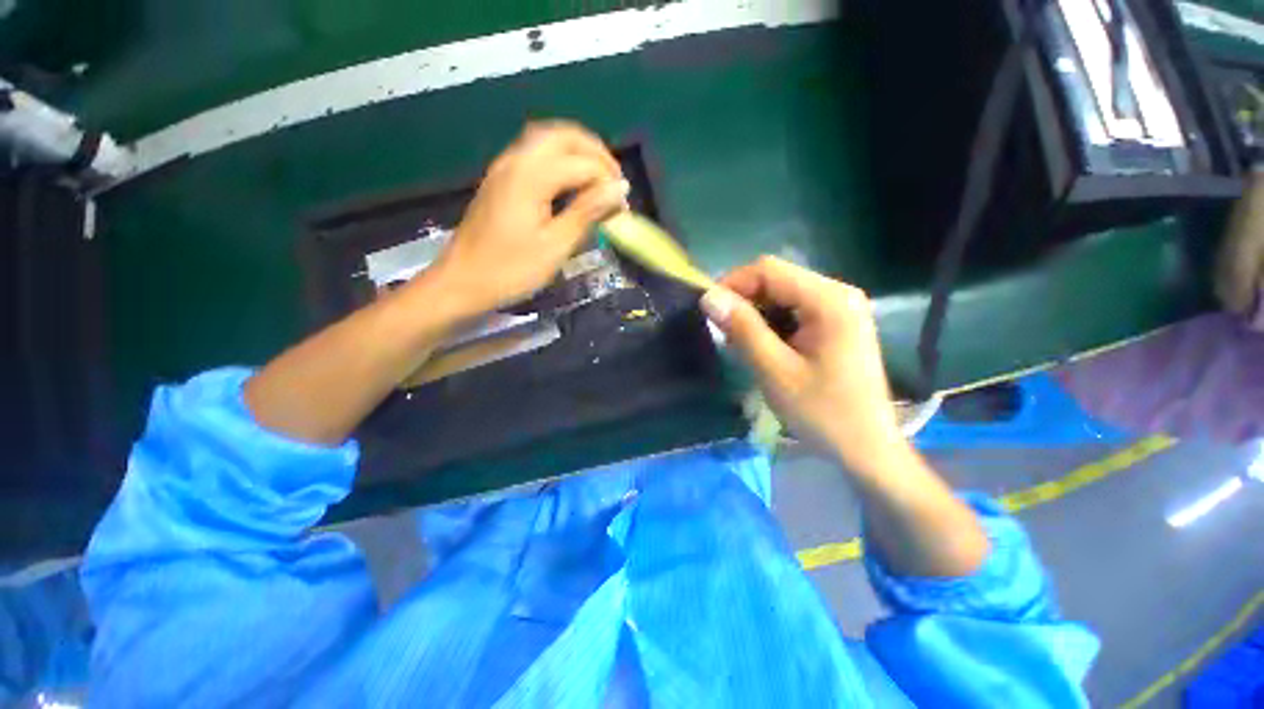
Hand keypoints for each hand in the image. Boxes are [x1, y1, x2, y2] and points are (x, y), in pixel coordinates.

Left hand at [426, 121, 628, 317]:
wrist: (462, 281)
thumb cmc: (511, 270)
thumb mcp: (555, 246)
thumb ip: (587, 213)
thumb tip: (618, 190)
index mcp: (531, 177)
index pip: (582, 163)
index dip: (608, 181)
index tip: (623, 207)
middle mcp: (516, 160)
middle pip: (563, 135)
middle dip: (595, 152)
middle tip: (614, 180)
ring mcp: (504, 167)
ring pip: (547, 139)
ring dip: (577, 151)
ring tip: (598, 178)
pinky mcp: (500, 179)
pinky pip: (535, 154)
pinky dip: (560, 159)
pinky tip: (570, 182)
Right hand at [701, 256, 902, 472]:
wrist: (866, 448)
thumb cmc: (822, 412)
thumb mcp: (774, 370)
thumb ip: (742, 329)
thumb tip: (708, 296)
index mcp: (829, 300)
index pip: (768, 270)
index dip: (732, 284)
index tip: (710, 312)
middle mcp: (838, 293)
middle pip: (776, 279)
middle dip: (743, 302)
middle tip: (724, 334)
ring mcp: (839, 308)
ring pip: (781, 295)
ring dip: (754, 315)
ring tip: (740, 345)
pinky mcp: (835, 323)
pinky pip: (792, 311)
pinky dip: (770, 324)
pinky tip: (762, 348)